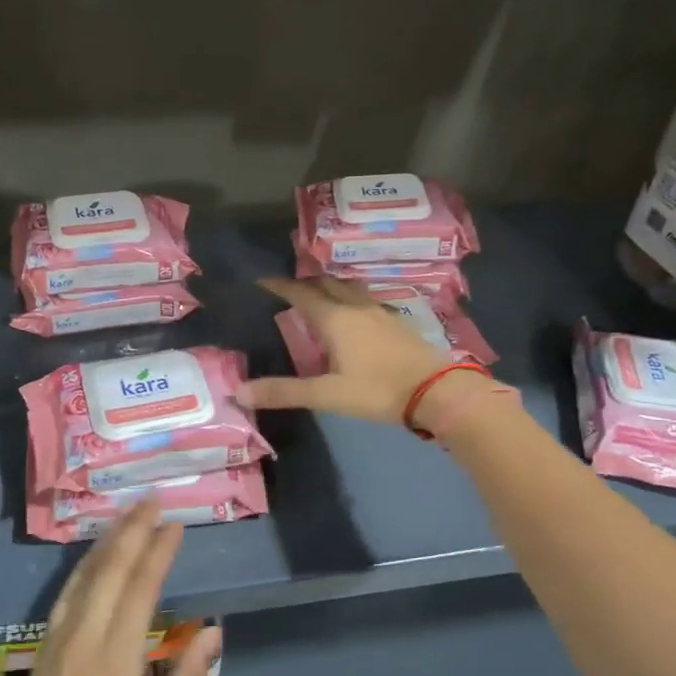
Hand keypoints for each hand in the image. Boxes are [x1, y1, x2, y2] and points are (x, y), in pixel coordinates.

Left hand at [0, 503, 220, 675]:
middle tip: (152, 501)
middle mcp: (87, 635)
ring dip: (109, 540)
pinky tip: (96, 551)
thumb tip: (214, 633)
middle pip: (112, 570)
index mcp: (117, 657)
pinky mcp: (45, 641)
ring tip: (128, 513)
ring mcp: (61, 635)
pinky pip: (68, 591)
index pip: (141, 590)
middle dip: (133, 531)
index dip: (158, 553)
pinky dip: (85, 564)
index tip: (175, 526)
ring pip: (87, 575)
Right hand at [239, 276, 464, 423]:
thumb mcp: (326, 395)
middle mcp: (356, 307)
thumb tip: (238, 392)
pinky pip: (366, 299)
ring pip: (350, 288)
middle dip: (305, 281)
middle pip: (327, 283)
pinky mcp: (397, 322)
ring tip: (319, 293)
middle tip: (289, 286)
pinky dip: (351, 298)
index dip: (280, 286)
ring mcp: (380, 312)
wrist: (436, 391)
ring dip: (331, 286)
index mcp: (335, 319)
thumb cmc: (377, 391)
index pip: (301, 293)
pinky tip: (355, 313)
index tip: (262, 280)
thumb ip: (283, 392)